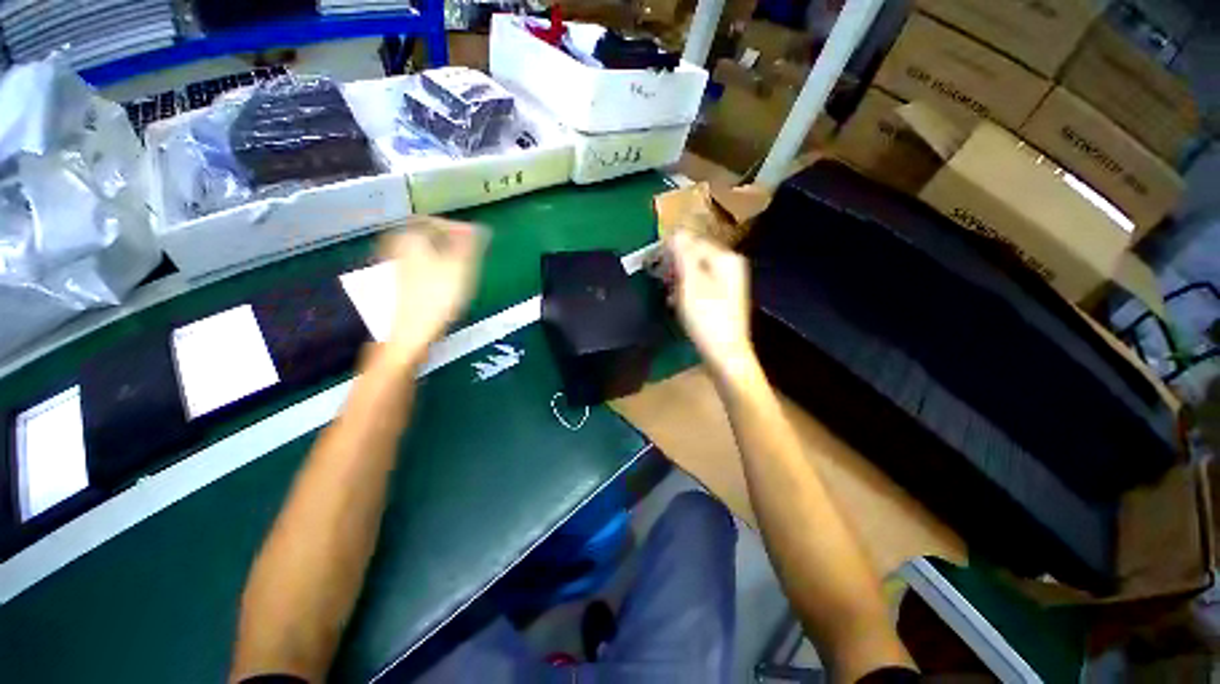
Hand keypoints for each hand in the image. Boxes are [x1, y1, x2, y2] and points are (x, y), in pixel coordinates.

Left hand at [382, 217, 485, 365]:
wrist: (407, 334)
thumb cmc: (435, 298)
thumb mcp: (460, 267)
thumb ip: (471, 244)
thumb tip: (480, 228)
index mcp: (408, 237)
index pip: (434, 220)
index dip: (458, 228)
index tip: (476, 241)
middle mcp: (395, 247)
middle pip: (427, 237)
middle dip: (451, 244)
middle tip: (469, 258)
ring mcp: (391, 267)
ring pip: (423, 254)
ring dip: (444, 259)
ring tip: (460, 275)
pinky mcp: (393, 285)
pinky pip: (418, 269)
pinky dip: (434, 272)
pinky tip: (443, 289)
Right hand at [665, 229, 754, 375]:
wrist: (724, 353)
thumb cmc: (706, 316)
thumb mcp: (691, 282)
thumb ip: (683, 254)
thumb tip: (674, 231)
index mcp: (725, 258)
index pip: (693, 241)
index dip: (671, 249)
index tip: (653, 262)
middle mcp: (729, 266)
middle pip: (695, 256)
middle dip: (674, 265)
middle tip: (659, 278)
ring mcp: (727, 283)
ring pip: (695, 272)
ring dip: (678, 279)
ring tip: (666, 293)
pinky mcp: (721, 298)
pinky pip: (699, 285)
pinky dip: (686, 291)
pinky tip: (676, 302)